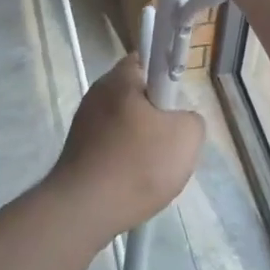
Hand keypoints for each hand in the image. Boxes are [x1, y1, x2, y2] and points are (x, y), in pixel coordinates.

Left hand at [47, 56, 204, 240]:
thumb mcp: (187, 138)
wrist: (84, 210)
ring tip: (152, 169)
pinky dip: (123, 159)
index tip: (175, 106)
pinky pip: (111, 144)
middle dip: (157, 115)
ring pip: (125, 122)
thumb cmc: (137, 165)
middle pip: (137, 94)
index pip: (149, 60)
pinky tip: (131, 182)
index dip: (167, 78)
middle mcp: (98, 91)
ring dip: (140, 141)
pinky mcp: (77, 148)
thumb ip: (192, 118)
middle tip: (170, 141)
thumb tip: (180, 121)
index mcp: (121, 77)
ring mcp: (83, 120)